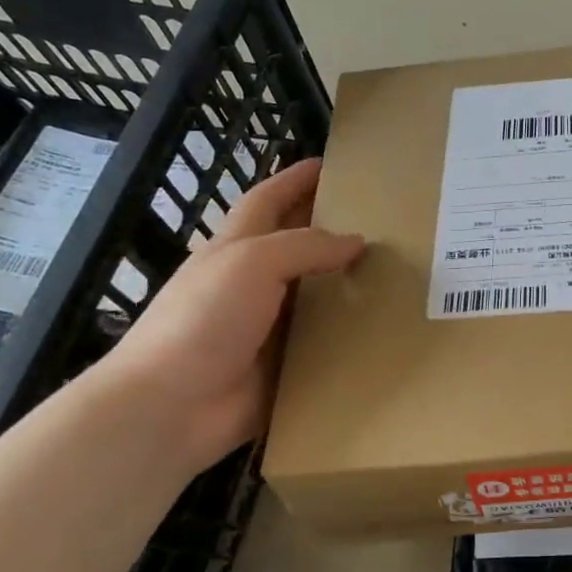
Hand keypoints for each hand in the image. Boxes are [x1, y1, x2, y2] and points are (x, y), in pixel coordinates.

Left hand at [96, 158, 363, 473]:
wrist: (172, 407)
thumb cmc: (203, 319)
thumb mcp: (251, 263)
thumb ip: (306, 246)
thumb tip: (357, 241)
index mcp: (237, 249)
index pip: (268, 200)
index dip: (295, 179)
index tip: (330, 164)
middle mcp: (254, 283)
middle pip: (298, 246)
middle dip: (332, 228)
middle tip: (384, 219)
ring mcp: (269, 327)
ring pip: (318, 296)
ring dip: (350, 284)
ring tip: (400, 272)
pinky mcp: (285, 366)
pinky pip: (326, 343)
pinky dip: (352, 335)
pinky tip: (388, 328)